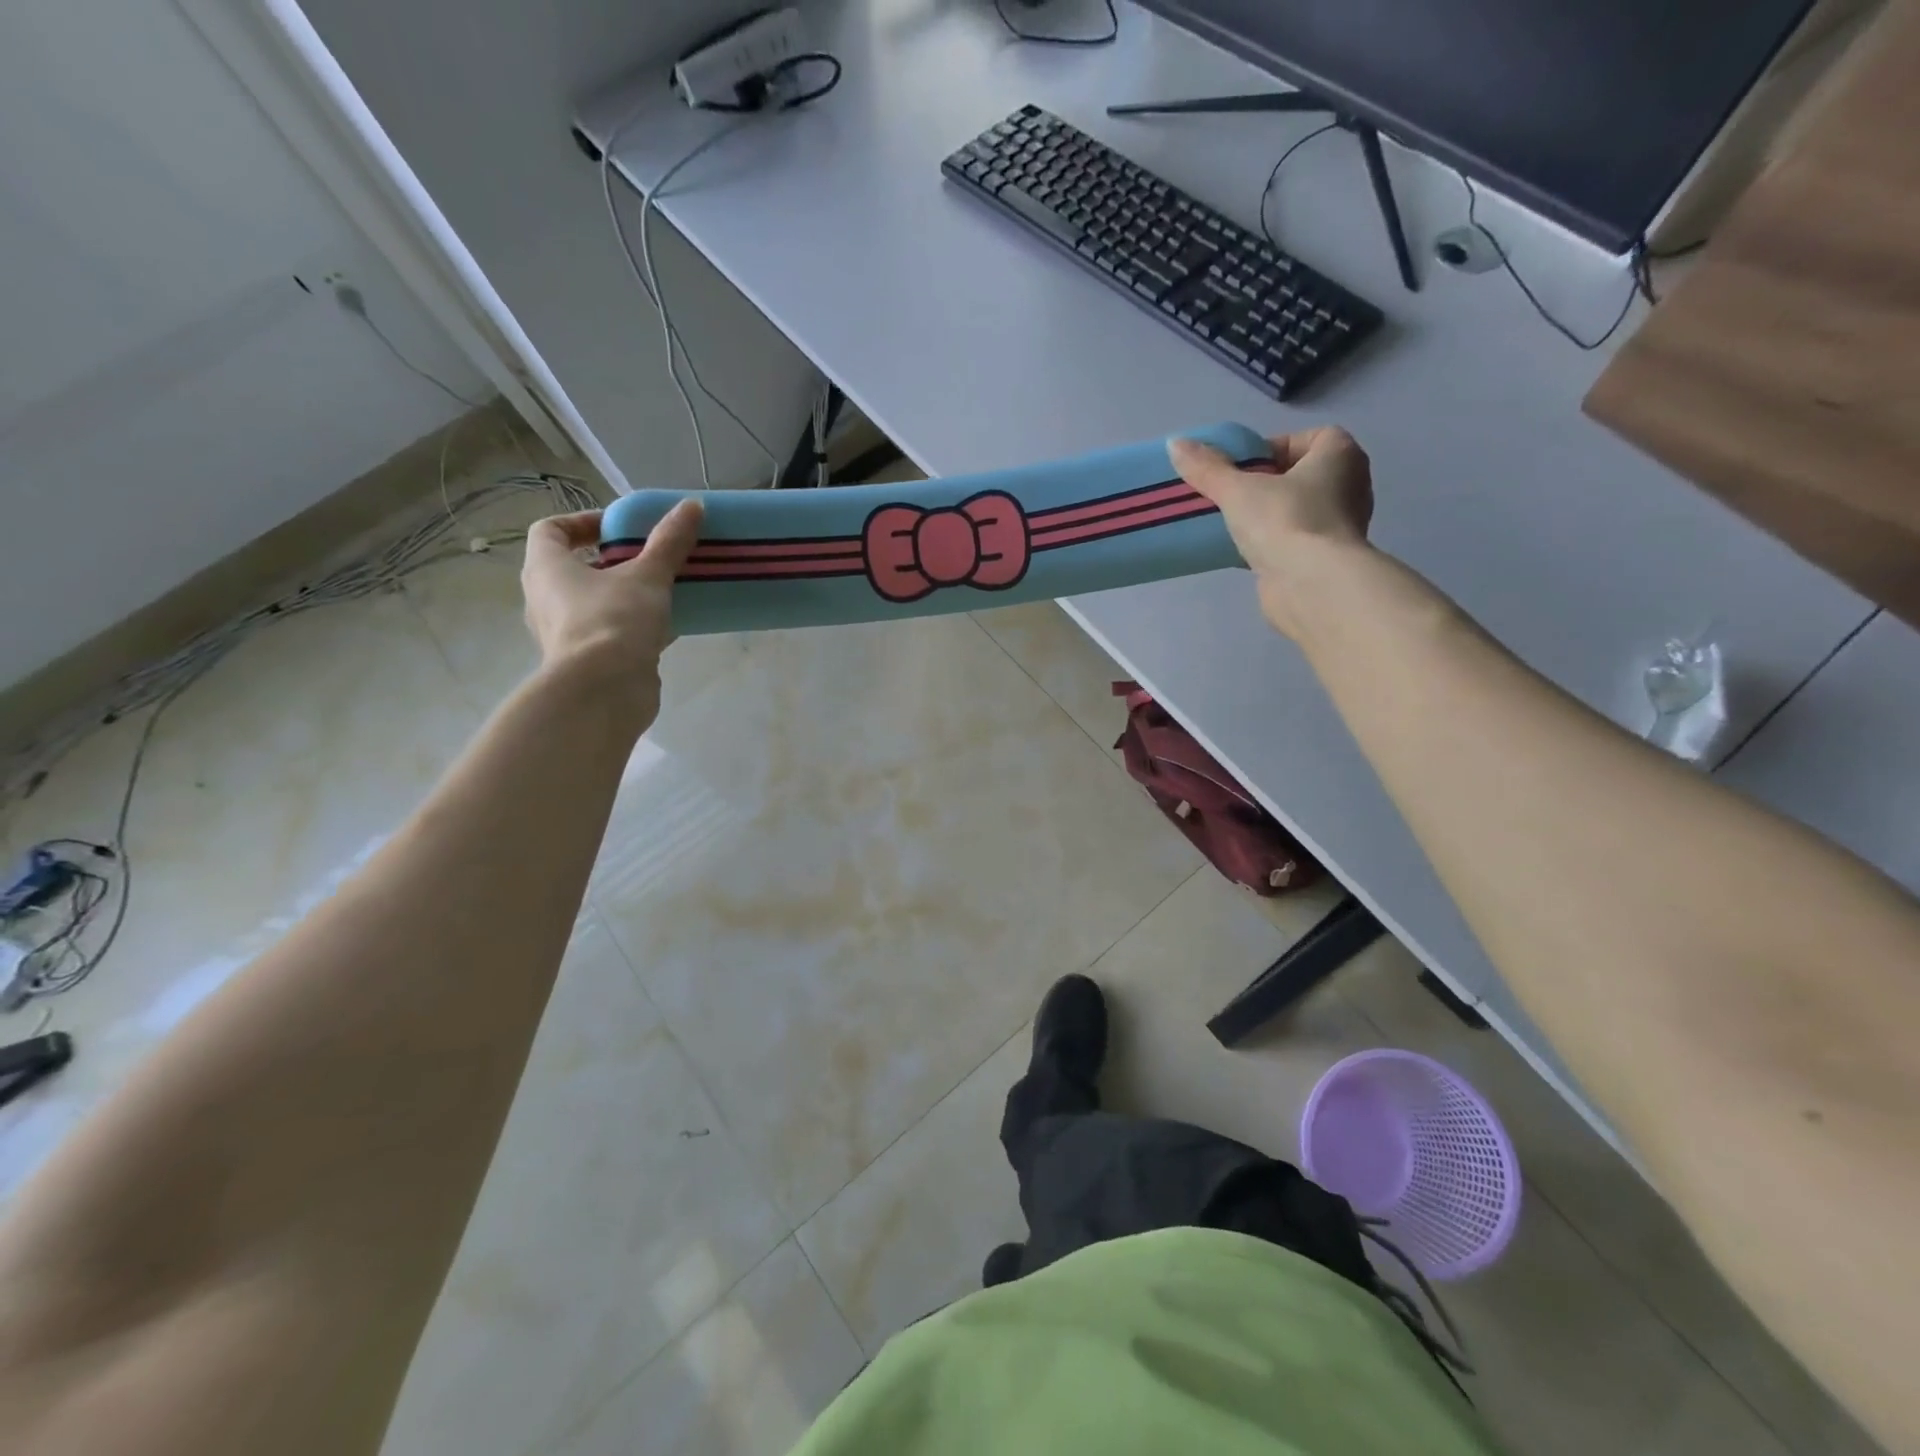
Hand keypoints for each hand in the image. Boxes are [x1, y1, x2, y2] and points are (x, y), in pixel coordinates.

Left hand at [520, 500, 703, 722]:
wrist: (604, 691)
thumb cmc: (614, 621)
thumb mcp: (648, 576)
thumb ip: (669, 542)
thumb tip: (692, 505)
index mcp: (546, 568)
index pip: (550, 530)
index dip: (582, 522)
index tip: (620, 527)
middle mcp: (546, 599)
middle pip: (573, 568)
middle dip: (611, 561)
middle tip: (647, 558)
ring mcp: (564, 634)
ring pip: (593, 604)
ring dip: (624, 595)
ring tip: (663, 591)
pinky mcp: (587, 662)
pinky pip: (610, 633)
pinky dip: (633, 626)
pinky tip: (667, 626)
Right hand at [1169, 428, 1373, 639]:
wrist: (1311, 585)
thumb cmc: (1285, 520)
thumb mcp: (1237, 489)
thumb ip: (1207, 467)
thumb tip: (1175, 443)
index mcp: (1341, 455)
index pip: (1305, 439)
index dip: (1271, 449)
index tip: (1240, 468)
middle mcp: (1349, 486)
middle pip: (1298, 475)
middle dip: (1264, 484)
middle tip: (1230, 495)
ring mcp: (1340, 526)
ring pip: (1295, 511)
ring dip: (1267, 516)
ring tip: (1231, 525)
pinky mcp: (1325, 559)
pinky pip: (1293, 541)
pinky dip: (1271, 544)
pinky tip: (1242, 552)